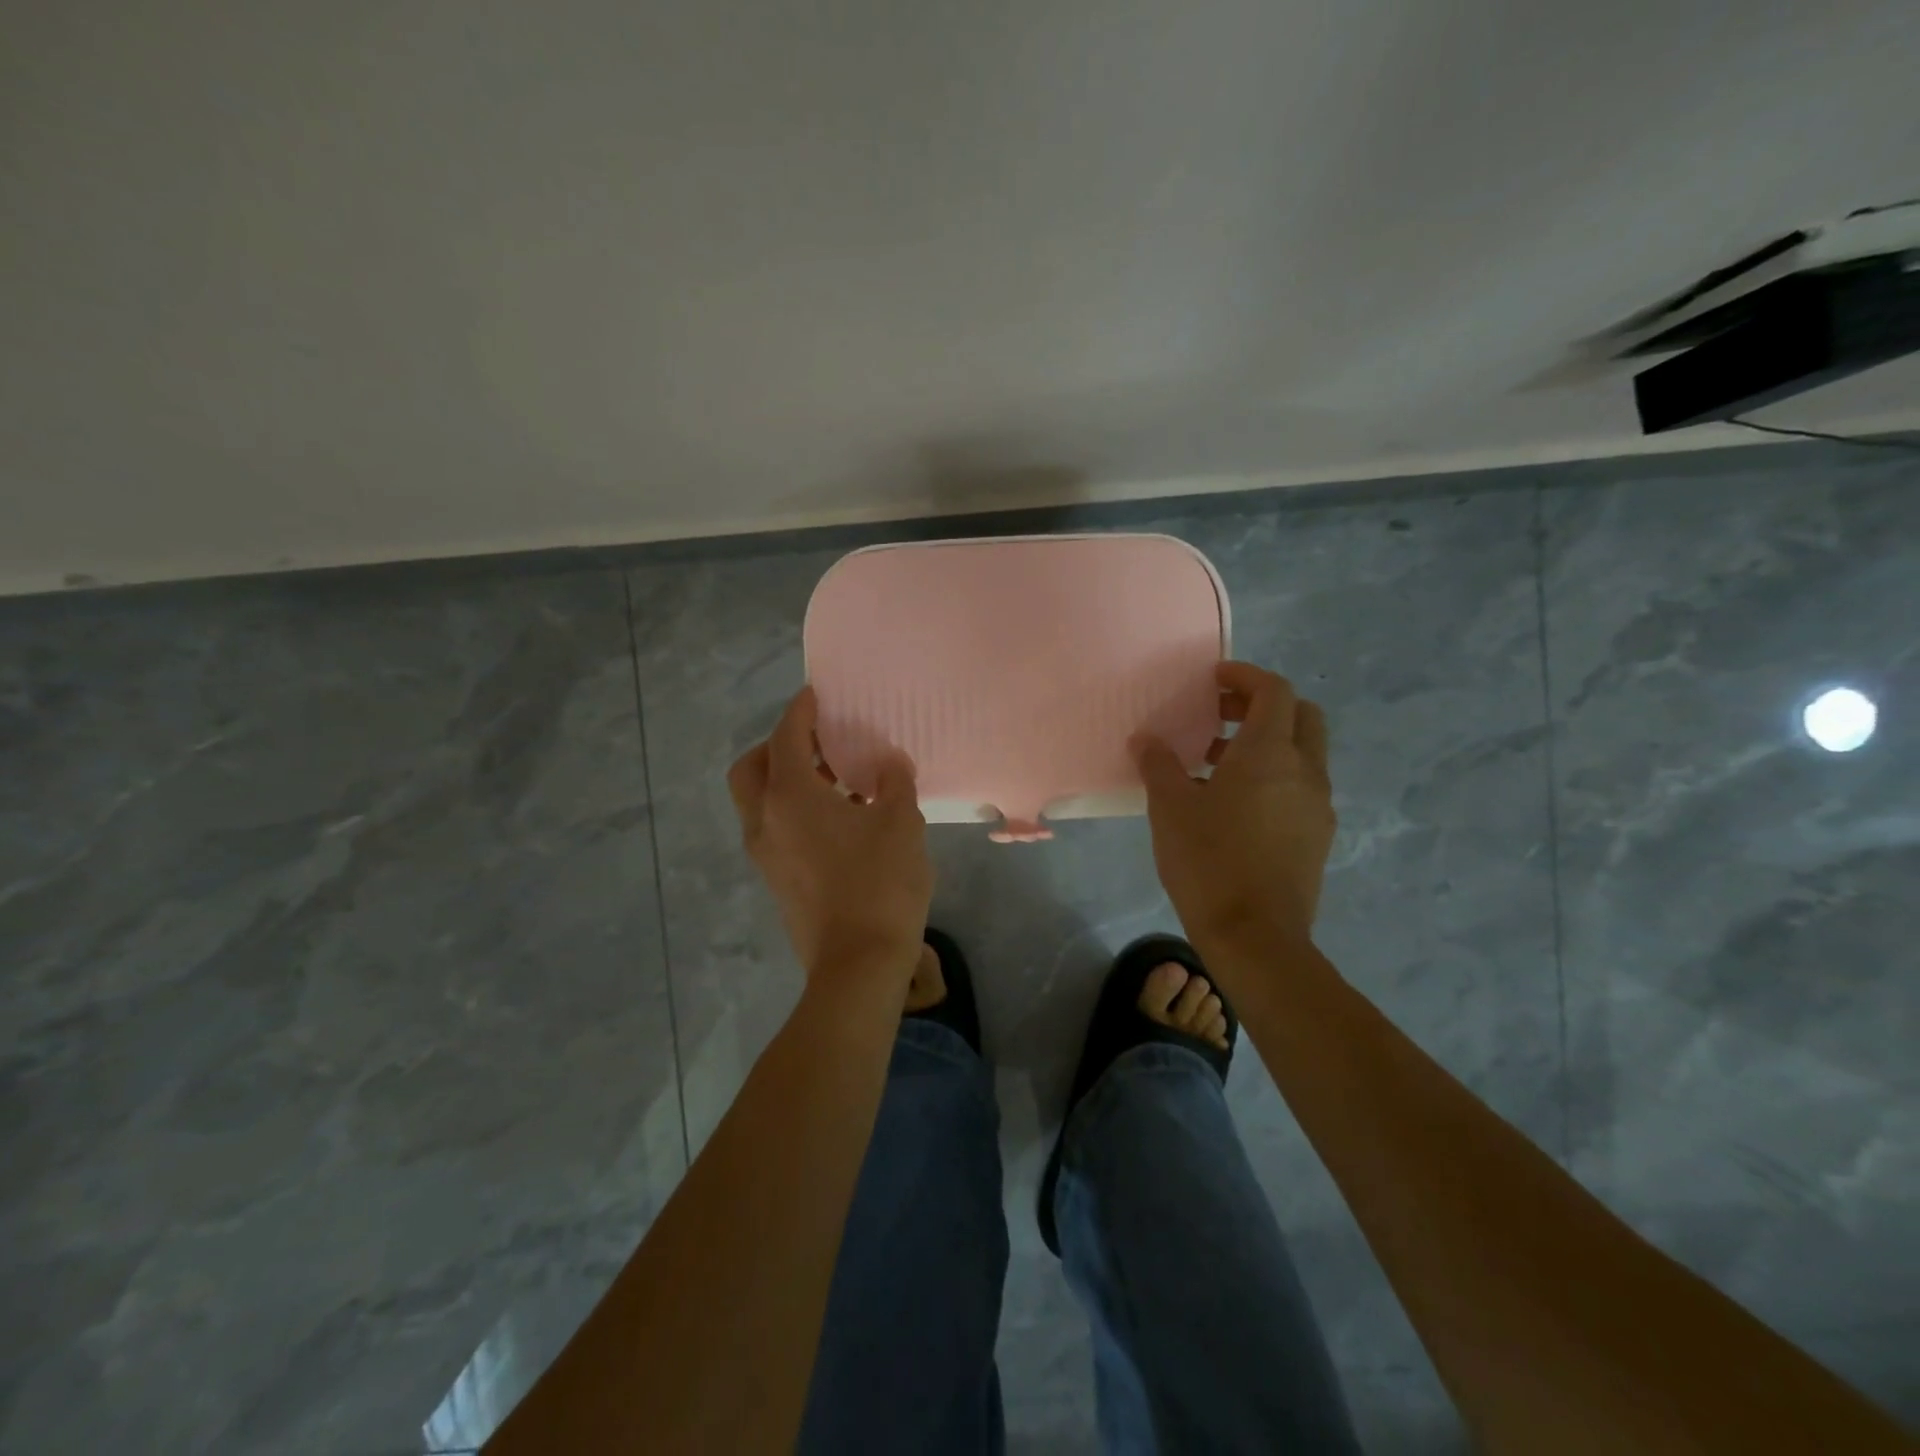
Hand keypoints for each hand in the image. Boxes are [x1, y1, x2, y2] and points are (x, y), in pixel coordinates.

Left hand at [728, 687, 932, 984]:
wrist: (858, 964)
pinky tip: (838, 821)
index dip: (800, 712)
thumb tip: (890, 763)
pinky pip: (774, 828)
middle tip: (817, 743)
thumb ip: (894, 783)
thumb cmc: (880, 883)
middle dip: (777, 747)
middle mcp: (765, 819)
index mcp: (790, 796)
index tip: (814, 695)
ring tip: (837, 781)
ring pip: (759, 801)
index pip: (786, 737)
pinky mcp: (775, 879)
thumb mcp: (901, 822)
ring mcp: (765, 854)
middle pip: (752, 767)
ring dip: (787, 781)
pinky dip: (793, 810)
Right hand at [1134, 662, 1334, 953]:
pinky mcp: (1317, 835)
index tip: (1213, 679)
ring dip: (1267, 743)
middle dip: (1263, 705)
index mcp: (1270, 754)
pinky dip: (1274, 775)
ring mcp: (1317, 805)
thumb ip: (1158, 764)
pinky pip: (1300, 786)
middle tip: (1220, 715)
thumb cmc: (1208, 861)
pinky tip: (1234, 804)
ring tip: (1215, 762)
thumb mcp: (1170, 807)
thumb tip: (1145, 739)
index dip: (1245, 676)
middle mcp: (1304, 771)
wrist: (1255, 936)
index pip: (1273, 691)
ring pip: (1303, 753)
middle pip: (1301, 715)